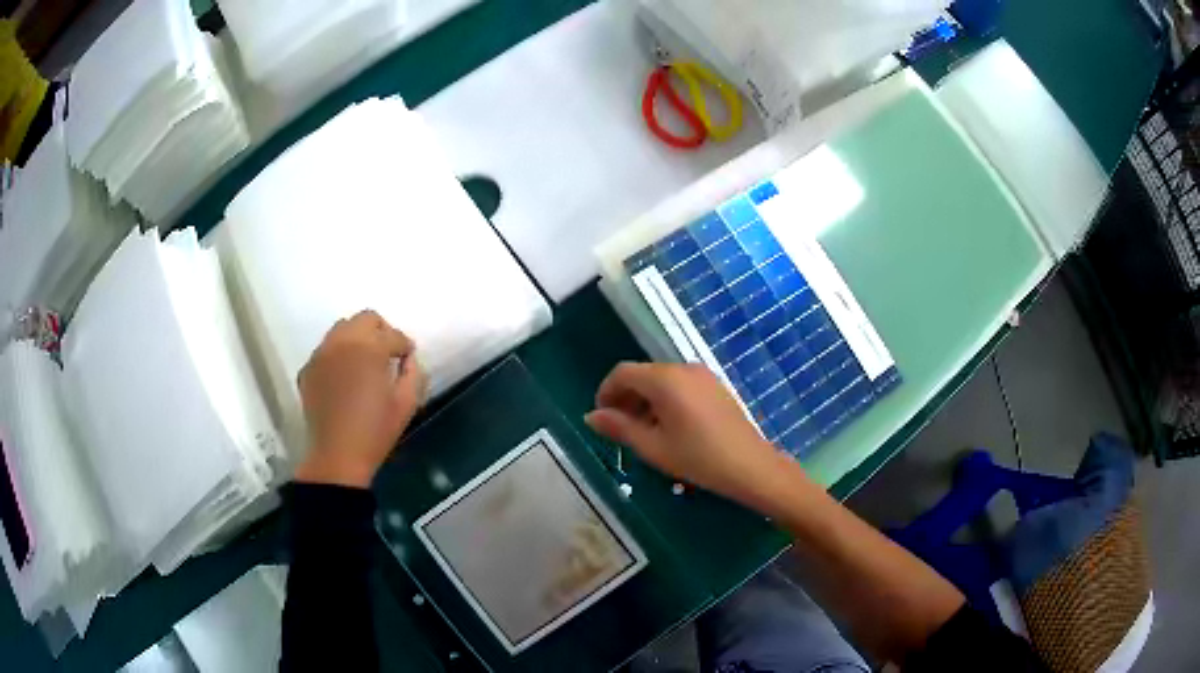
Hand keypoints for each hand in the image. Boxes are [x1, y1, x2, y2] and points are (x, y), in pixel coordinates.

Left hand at [294, 310, 427, 487]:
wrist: (337, 456)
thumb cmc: (376, 431)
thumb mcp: (406, 404)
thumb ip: (413, 372)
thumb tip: (408, 358)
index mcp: (370, 349)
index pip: (393, 334)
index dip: (404, 345)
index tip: (407, 358)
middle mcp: (342, 342)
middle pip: (365, 319)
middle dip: (380, 331)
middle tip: (387, 354)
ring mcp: (321, 354)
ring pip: (341, 329)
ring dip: (357, 338)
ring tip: (364, 362)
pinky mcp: (308, 369)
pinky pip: (326, 350)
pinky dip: (338, 355)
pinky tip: (344, 377)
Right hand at [584, 362, 801, 507]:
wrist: (750, 466)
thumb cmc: (698, 458)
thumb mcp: (653, 447)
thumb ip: (619, 428)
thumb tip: (591, 416)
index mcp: (665, 379)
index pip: (622, 372)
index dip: (606, 392)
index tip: (601, 418)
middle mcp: (683, 368)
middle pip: (643, 374)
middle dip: (625, 397)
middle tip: (619, 429)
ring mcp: (702, 375)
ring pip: (662, 380)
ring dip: (645, 400)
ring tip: (643, 432)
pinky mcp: (715, 386)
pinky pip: (680, 385)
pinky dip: (665, 400)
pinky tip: (669, 428)